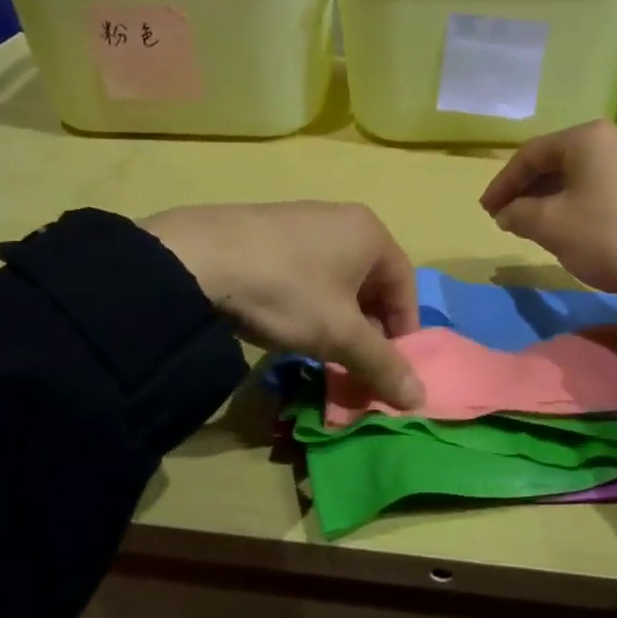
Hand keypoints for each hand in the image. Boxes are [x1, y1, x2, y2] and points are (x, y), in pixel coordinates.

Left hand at [143, 202, 423, 408]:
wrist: (197, 258)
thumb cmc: (287, 291)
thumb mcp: (340, 335)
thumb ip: (382, 365)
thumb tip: (419, 398)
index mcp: (370, 233)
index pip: (405, 286)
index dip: (404, 331)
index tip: (392, 367)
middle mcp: (341, 219)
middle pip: (370, 282)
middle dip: (369, 328)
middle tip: (356, 363)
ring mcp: (301, 220)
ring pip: (335, 279)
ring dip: (338, 318)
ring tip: (321, 349)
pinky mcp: (266, 231)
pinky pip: (304, 271)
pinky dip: (308, 302)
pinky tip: (286, 324)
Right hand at [479, 120, 616, 307]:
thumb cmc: (606, 237)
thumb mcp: (550, 226)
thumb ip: (518, 213)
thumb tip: (507, 213)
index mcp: (588, 137)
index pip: (531, 154)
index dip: (503, 183)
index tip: (487, 210)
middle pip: (559, 161)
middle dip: (529, 189)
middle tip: (508, 216)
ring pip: (584, 174)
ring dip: (554, 197)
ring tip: (536, 223)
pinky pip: (607, 187)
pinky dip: (582, 201)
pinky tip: (575, 225)